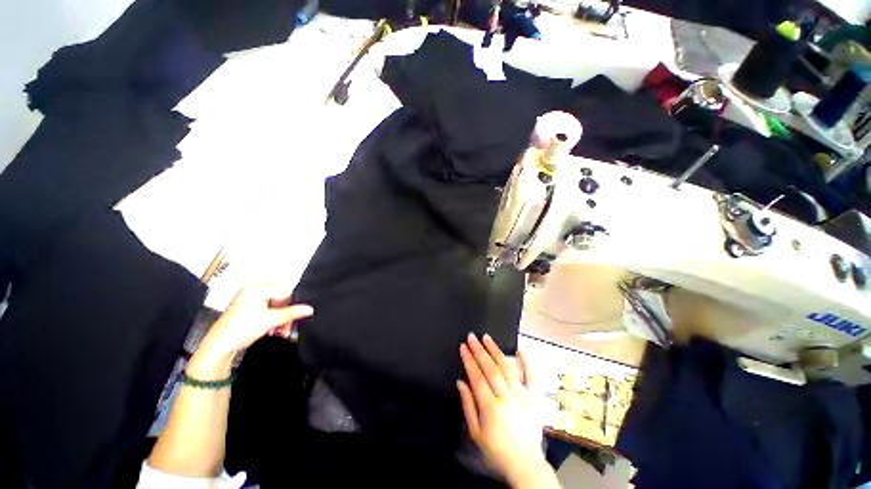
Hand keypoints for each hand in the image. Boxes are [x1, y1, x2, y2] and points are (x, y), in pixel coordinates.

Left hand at [196, 283, 313, 363]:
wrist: (220, 346)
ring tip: (280, 331)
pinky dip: (272, 320)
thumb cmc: (239, 330)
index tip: (293, 317)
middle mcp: (252, 291)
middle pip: (280, 299)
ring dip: (280, 319)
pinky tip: (272, 330)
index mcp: (257, 288)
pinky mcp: (247, 309)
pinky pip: (267, 311)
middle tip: (287, 327)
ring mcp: (249, 300)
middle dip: (285, 315)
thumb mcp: (272, 320)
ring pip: (275, 307)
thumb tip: (309, 309)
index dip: (290, 305)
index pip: (285, 291)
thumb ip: (293, 313)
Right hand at [458, 334, 554, 487]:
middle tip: (471, 336)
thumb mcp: (476, 433)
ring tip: (486, 338)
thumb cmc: (497, 450)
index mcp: (491, 407)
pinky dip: (526, 361)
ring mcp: (522, 395)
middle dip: (479, 350)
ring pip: (507, 367)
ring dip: (495, 350)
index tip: (463, 347)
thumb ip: (468, 405)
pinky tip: (519, 349)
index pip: (477, 377)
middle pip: (491, 368)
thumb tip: (460, 381)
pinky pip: (531, 376)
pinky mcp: (534, 397)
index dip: (469, 360)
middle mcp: (507, 397)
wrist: (525, 463)